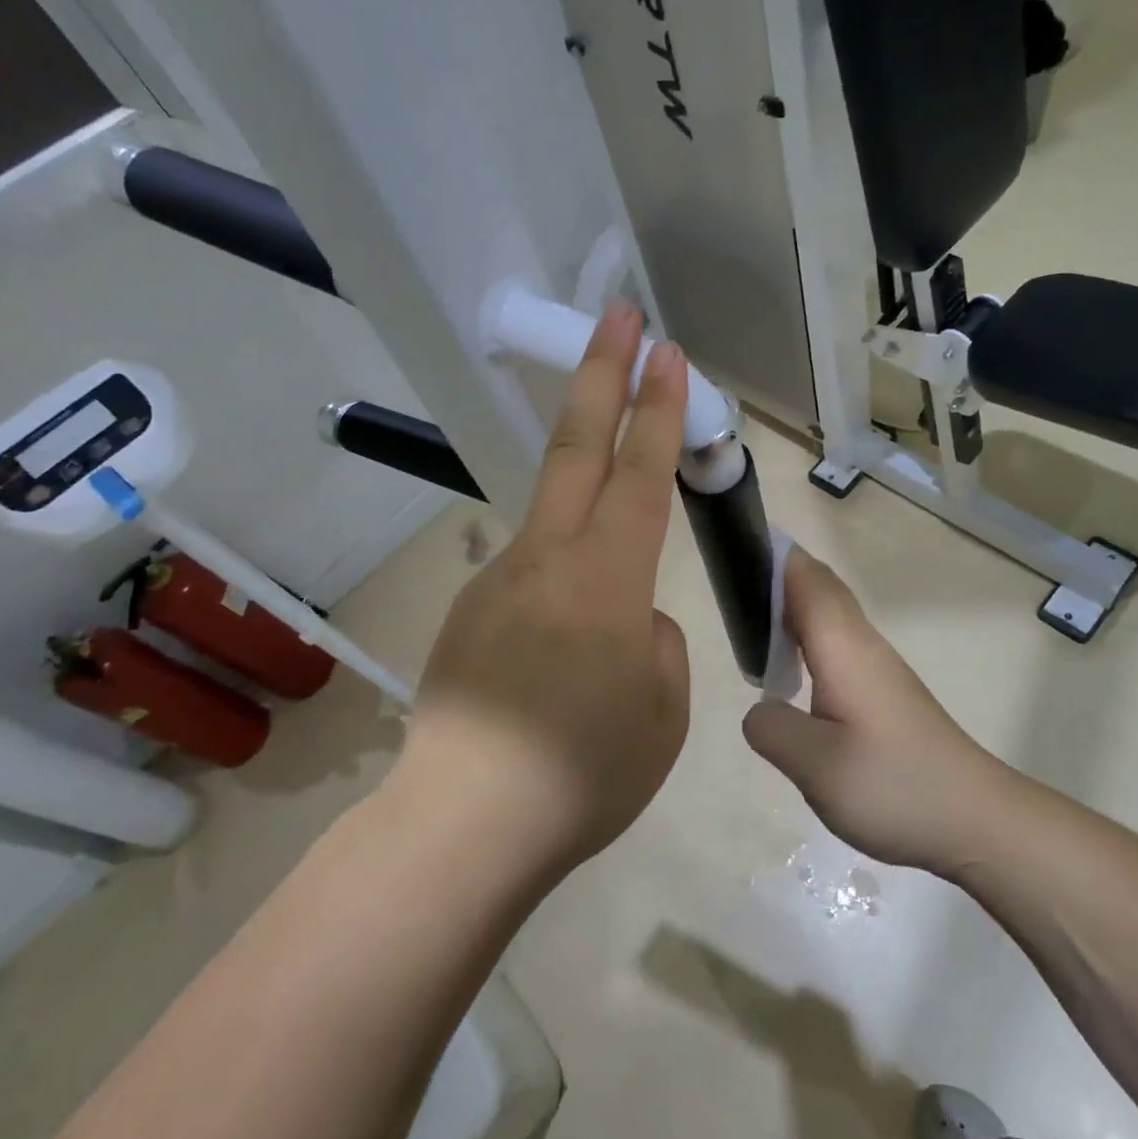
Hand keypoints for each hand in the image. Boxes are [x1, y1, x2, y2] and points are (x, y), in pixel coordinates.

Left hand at [407, 301, 691, 876]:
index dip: (660, 407)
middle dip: (602, 372)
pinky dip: (562, 589)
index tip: (669, 350)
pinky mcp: (471, 610)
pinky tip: (564, 654)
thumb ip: (655, 641)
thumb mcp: (663, 707)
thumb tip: (631, 619)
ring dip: (584, 494)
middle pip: (576, 445)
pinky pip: (533, 578)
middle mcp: (548, 558)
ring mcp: (500, 579)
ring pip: (553, 515)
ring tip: (607, 586)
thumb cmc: (587, 769)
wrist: (467, 824)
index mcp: (607, 578)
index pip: (641, 471)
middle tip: (619, 314)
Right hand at [742, 548, 1006, 874]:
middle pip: (819, 589)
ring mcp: (880, 667)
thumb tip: (762, 709)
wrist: (976, 819)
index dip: (772, 556)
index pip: (805, 577)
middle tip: (732, 594)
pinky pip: (840, 645)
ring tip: (753, 631)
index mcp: (842, 646)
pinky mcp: (888, 692)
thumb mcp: (814, 765)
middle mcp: (862, 644)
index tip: (734, 552)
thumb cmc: (893, 784)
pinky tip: (794, 677)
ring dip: (793, 611)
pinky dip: (809, 642)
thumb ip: (771, 727)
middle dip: (777, 578)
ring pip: (831, 617)